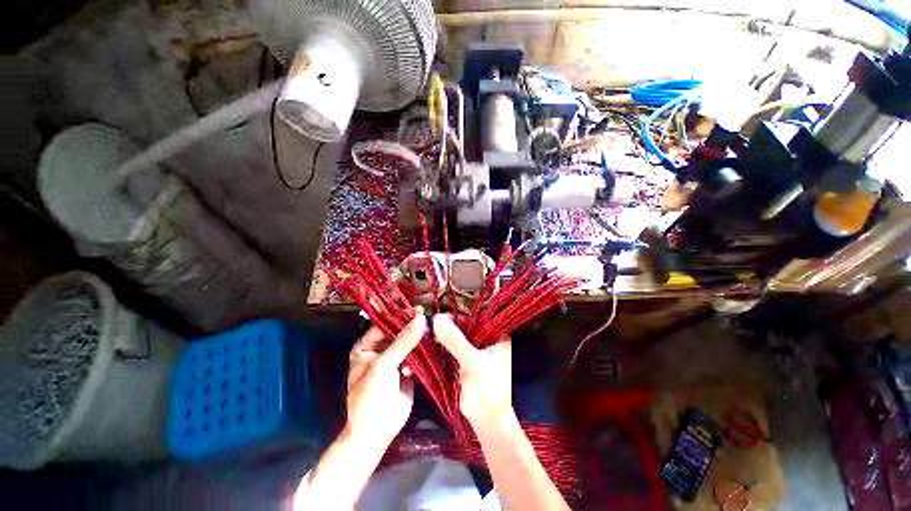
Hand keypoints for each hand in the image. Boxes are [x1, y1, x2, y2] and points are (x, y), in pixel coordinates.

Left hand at [345, 313, 425, 446]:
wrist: (376, 430)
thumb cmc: (371, 394)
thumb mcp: (384, 364)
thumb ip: (403, 341)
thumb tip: (421, 319)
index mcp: (367, 346)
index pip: (385, 324)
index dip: (401, 316)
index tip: (419, 309)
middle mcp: (381, 350)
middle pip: (399, 332)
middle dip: (413, 327)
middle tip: (429, 320)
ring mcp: (395, 360)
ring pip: (410, 343)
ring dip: (420, 341)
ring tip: (431, 336)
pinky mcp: (408, 370)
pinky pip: (417, 356)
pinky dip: (422, 355)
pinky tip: (424, 358)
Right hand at [432, 315, 512, 424]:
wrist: (487, 421)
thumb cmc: (488, 390)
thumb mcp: (472, 362)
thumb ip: (455, 340)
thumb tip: (437, 319)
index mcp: (499, 337)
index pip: (479, 318)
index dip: (461, 314)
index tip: (443, 314)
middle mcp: (489, 340)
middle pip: (468, 326)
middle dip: (451, 324)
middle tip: (433, 323)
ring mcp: (477, 350)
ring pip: (460, 336)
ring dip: (446, 334)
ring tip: (431, 331)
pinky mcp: (467, 360)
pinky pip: (455, 347)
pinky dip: (445, 344)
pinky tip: (433, 341)